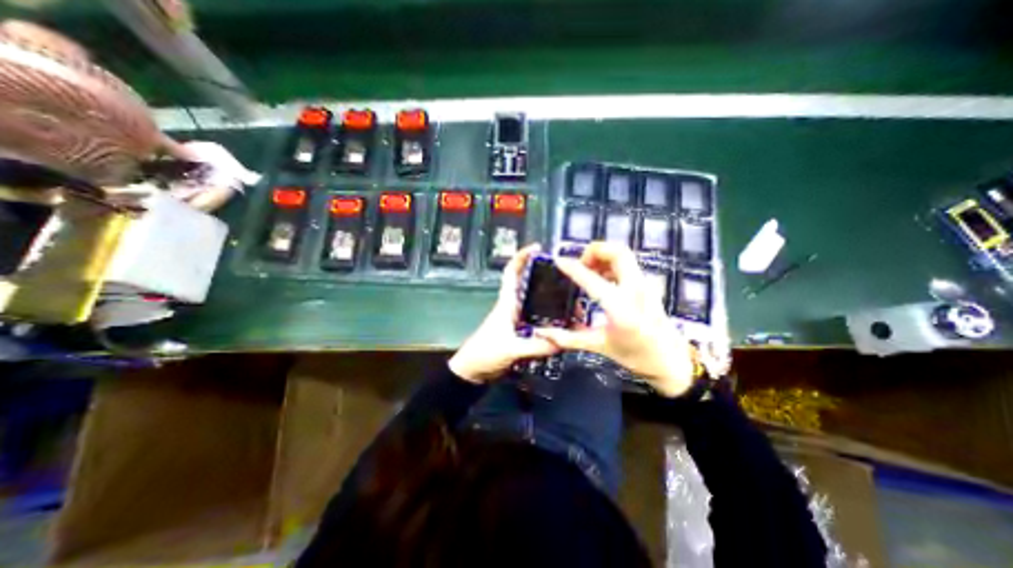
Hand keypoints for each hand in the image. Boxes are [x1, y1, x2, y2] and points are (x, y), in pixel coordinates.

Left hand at [450, 241, 561, 380]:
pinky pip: (541, 321)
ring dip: (553, 300)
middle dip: (547, 277)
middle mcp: (514, 307)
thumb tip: (562, 341)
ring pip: (538, 303)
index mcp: (507, 302)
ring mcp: (519, 320)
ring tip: (574, 300)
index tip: (537, 247)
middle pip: (531, 285)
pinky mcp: (522, 333)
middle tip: (569, 277)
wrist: (474, 371)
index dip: (522, 257)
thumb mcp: (510, 348)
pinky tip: (566, 324)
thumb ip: (535, 346)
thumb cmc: (485, 353)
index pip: (512, 273)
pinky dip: (552, 320)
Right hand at [533, 242, 691, 396]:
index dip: (572, 267)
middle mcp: (635, 289)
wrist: (672, 362)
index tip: (558, 260)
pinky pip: (628, 263)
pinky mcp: (648, 284)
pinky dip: (611, 263)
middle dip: (594, 251)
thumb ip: (568, 338)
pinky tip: (602, 277)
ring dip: (603, 255)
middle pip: (617, 251)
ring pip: (624, 254)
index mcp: (620, 307)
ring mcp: (645, 284)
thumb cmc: (636, 356)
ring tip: (589, 270)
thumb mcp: (600, 346)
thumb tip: (542, 334)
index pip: (591, 278)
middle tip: (580, 264)